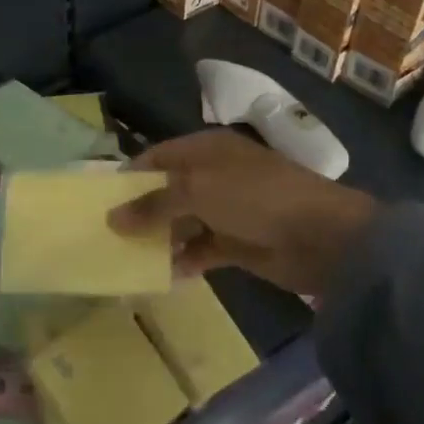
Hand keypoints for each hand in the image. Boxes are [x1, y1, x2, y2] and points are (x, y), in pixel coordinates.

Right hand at [107, 130, 375, 295]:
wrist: (322, 237)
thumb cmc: (255, 197)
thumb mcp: (197, 190)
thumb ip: (153, 204)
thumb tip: (112, 218)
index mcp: (206, 149)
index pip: (158, 156)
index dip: (130, 175)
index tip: (100, 199)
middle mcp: (213, 175)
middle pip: (167, 190)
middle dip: (140, 209)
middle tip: (106, 233)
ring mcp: (226, 210)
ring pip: (181, 221)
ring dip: (159, 237)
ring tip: (124, 256)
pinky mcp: (237, 243)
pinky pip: (200, 249)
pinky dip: (182, 259)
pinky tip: (160, 274)